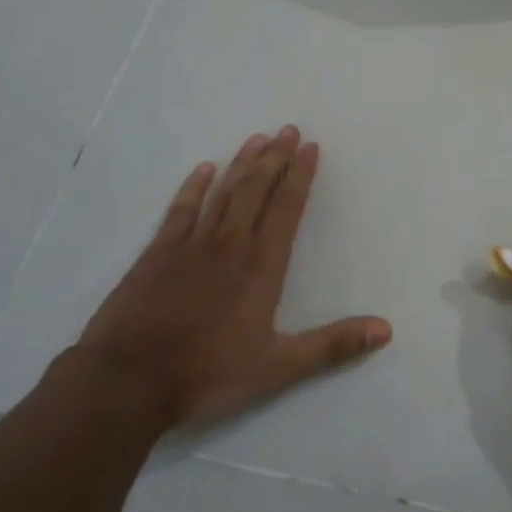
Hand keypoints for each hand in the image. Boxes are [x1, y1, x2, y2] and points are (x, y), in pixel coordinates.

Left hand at [74, 127, 391, 433]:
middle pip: (256, 191)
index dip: (300, 176)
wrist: (126, 382)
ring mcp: (190, 246)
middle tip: (287, 129)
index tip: (310, 147)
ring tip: (257, 138)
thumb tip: (385, 329)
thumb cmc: (206, 374)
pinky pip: (180, 210)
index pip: (286, 209)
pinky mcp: (157, 254)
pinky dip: (194, 187)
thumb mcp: (277, 367)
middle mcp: (230, 245)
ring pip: (223, 193)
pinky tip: (204, 169)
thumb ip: (332, 345)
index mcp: (261, 267)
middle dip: (275, 158)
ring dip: (242, 164)